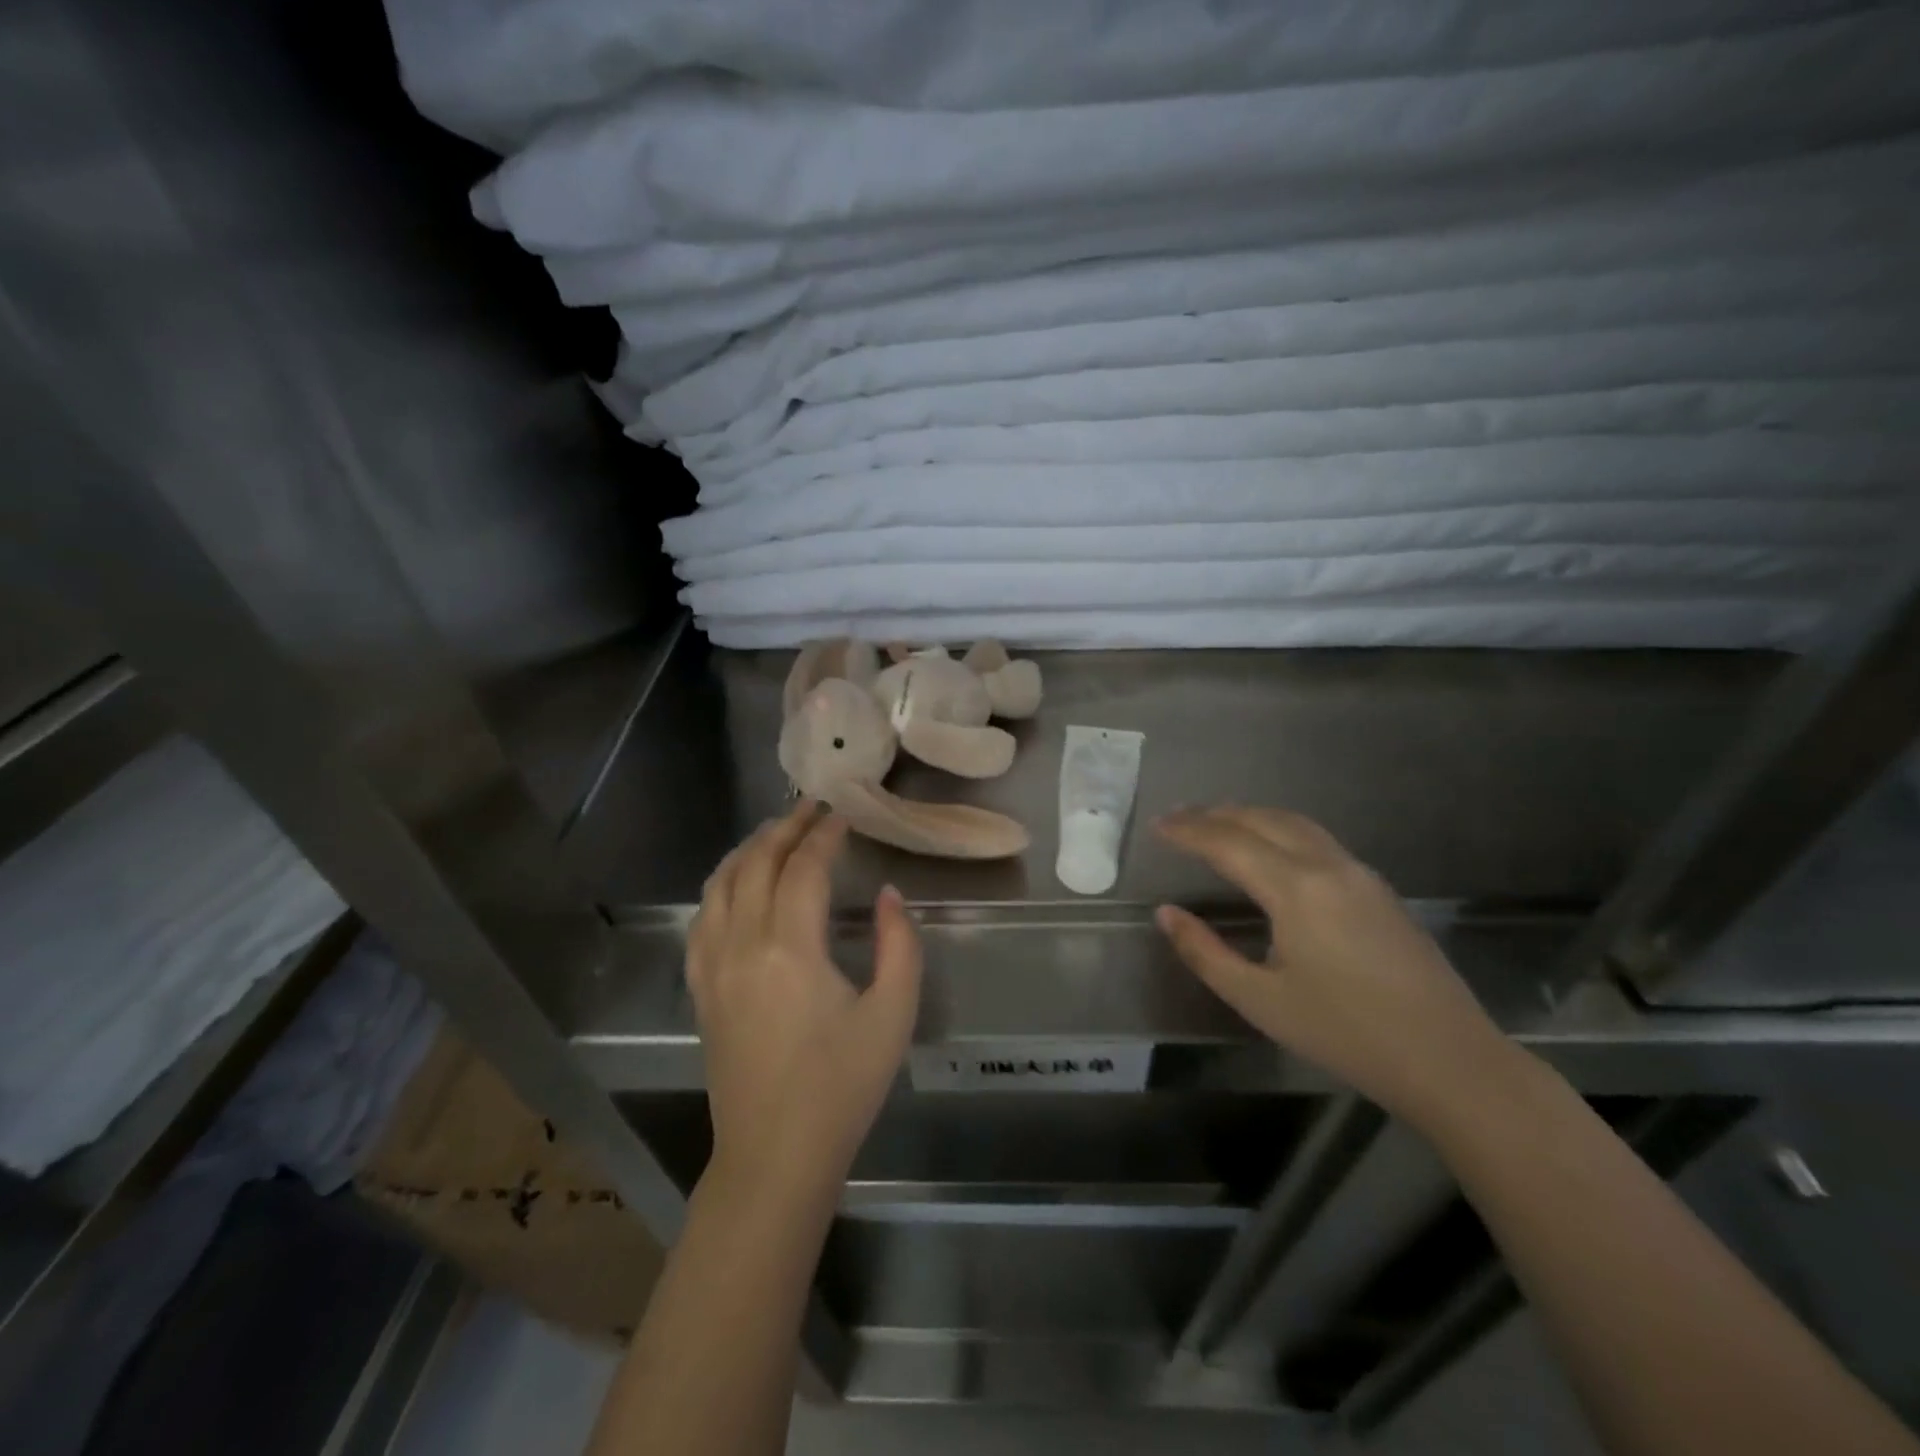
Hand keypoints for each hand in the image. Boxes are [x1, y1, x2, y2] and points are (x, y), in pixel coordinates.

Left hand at [688, 801, 921, 1191]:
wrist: (775, 1156)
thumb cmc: (842, 1087)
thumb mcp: (893, 1014)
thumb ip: (898, 944)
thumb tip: (886, 896)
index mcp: (791, 949)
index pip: (803, 869)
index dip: (824, 836)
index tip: (843, 816)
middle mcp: (743, 945)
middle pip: (756, 864)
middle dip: (785, 829)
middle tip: (811, 808)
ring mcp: (713, 966)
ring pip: (721, 884)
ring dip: (748, 849)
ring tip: (775, 832)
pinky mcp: (701, 988)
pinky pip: (702, 919)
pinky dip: (720, 885)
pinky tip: (735, 882)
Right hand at [1154, 806, 1518, 1128]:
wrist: (1449, 1060)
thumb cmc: (1346, 1033)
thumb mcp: (1260, 1001)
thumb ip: (1205, 952)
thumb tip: (1166, 914)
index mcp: (1296, 889)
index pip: (1229, 842)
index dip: (1188, 832)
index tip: (1157, 827)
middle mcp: (1328, 866)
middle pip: (1263, 820)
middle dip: (1215, 814)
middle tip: (1178, 817)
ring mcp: (1360, 873)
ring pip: (1295, 824)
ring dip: (1250, 816)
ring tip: (1216, 821)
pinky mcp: (1378, 889)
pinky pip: (1317, 839)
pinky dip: (1279, 829)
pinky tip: (1269, 847)